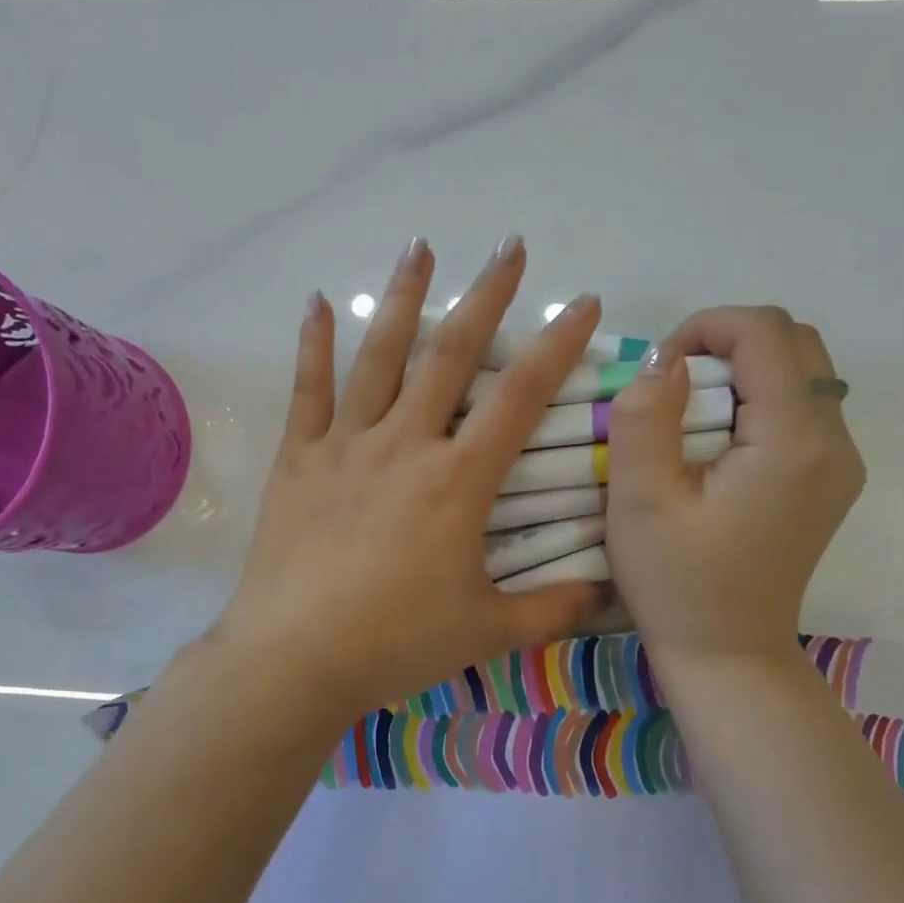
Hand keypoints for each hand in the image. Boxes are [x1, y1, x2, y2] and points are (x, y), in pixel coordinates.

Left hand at [208, 238, 607, 724]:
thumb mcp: (488, 631)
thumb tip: (607, 591)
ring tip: (420, 246)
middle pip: (452, 354)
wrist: (296, 657)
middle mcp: (405, 444)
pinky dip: (313, 344)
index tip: (584, 302)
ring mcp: (345, 445)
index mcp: (458, 481)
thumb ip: (553, 608)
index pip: (521, 397)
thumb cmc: (396, 643)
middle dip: (488, 295)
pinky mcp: (297, 459)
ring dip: (403, 297)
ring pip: (379, 356)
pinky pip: (307, 391)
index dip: (558, 345)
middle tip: (511, 245)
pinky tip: (316, 302)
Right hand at [604, 307, 864, 669]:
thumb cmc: (676, 583)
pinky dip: (757, 403)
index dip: (705, 328)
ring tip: (690, 416)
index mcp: (793, 441)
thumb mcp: (640, 501)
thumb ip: (646, 418)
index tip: (658, 371)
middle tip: (673, 389)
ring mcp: (840, 464)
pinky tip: (716, 446)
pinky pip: (801, 411)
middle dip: (726, 344)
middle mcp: (835, 442)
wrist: (726, 655)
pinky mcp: (827, 483)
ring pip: (801, 374)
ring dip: (742, 373)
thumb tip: (666, 362)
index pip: (766, 332)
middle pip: (794, 343)